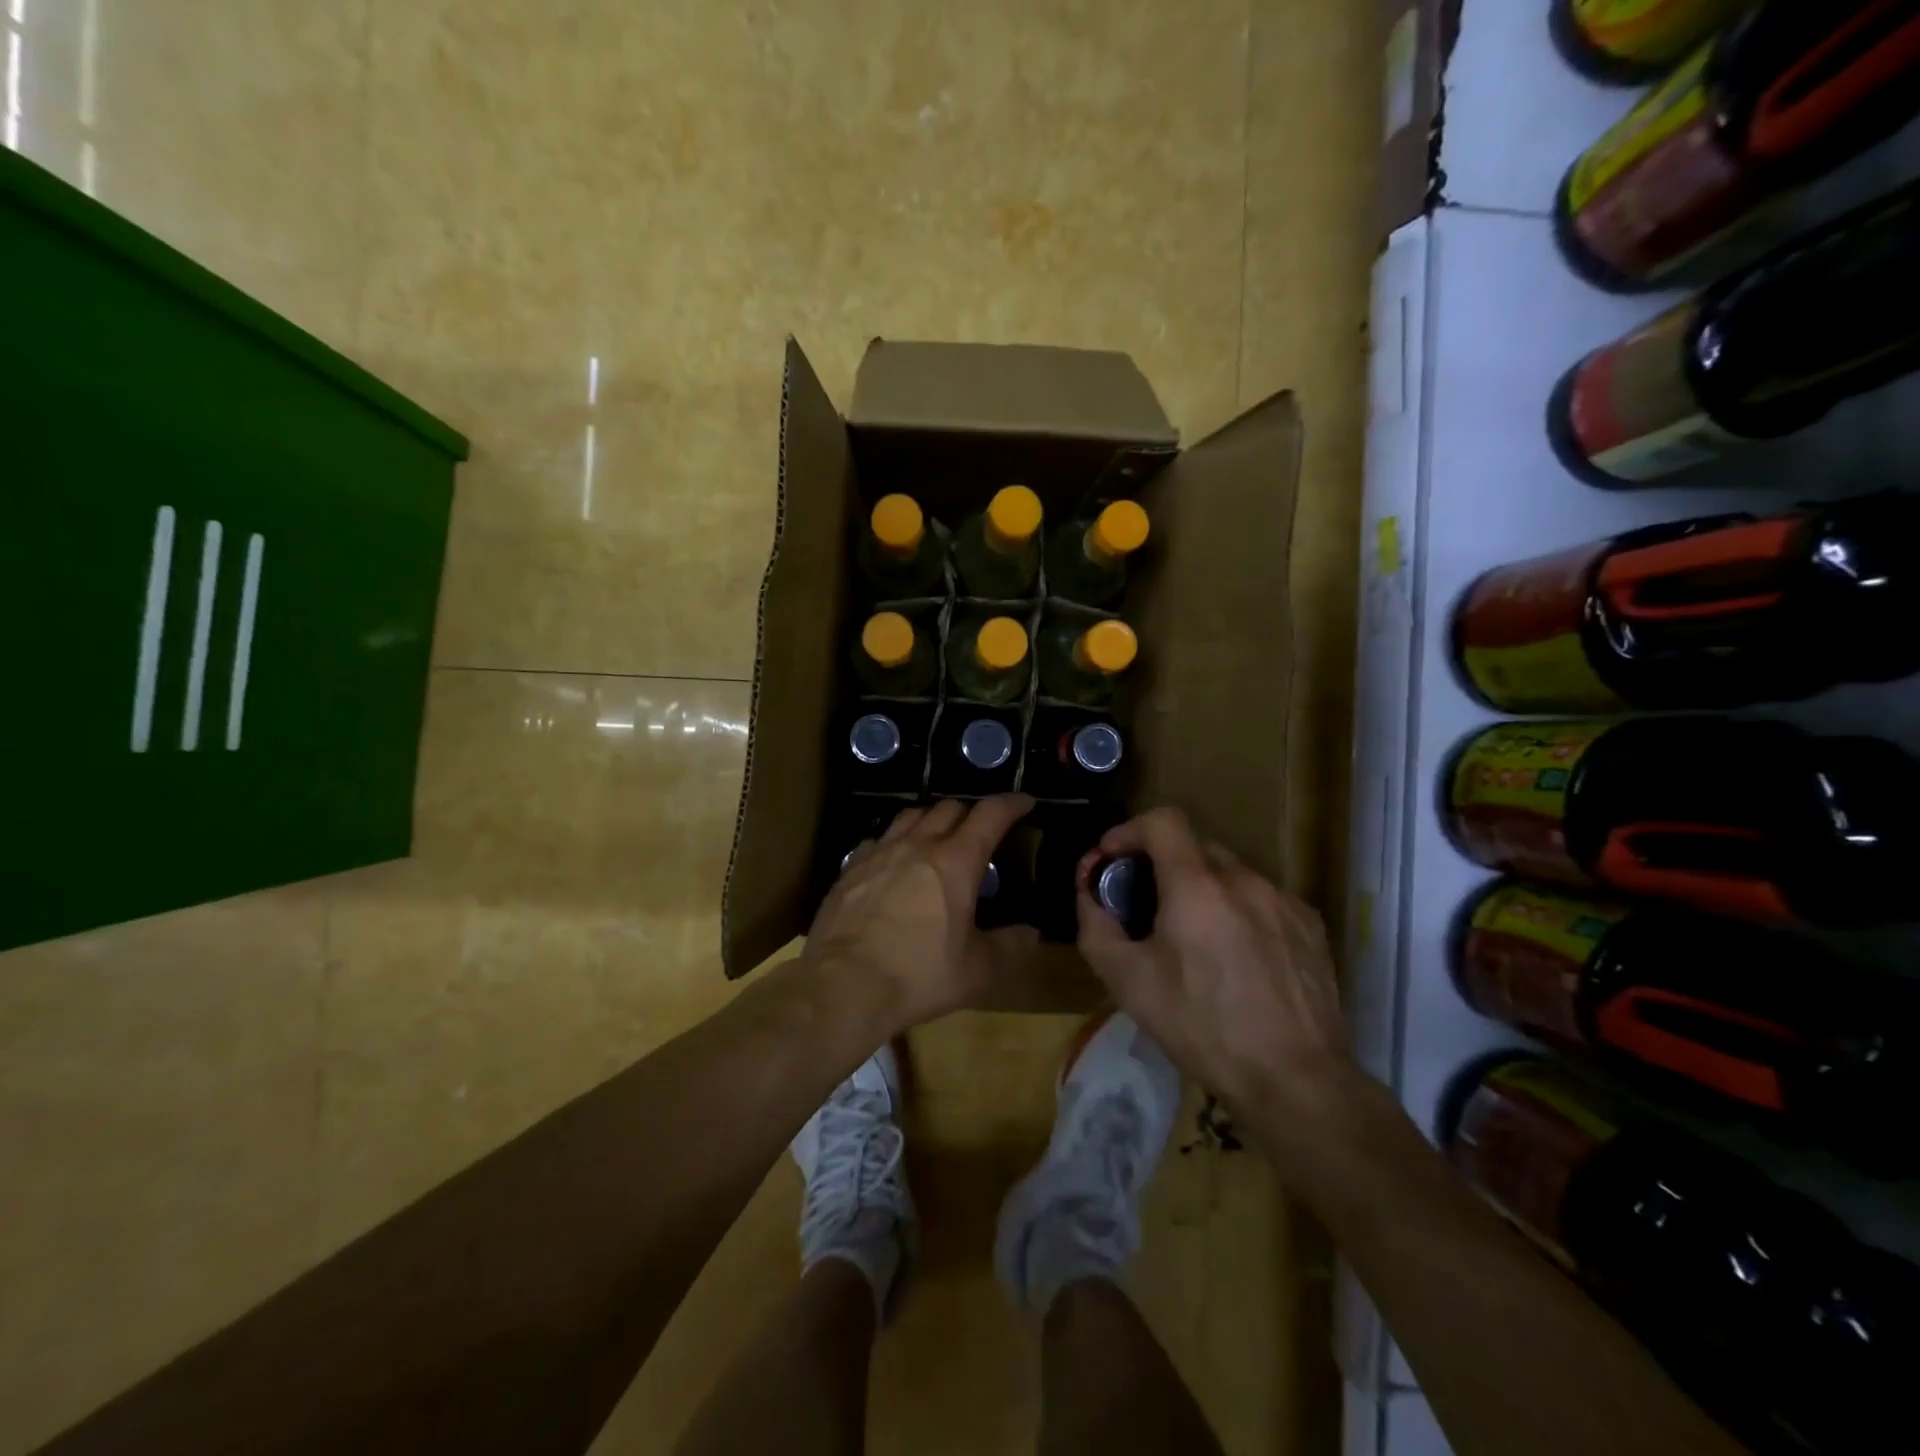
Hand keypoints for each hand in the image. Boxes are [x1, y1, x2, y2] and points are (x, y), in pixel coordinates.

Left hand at [805, 795, 1038, 1029]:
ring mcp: (879, 853)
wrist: (843, 985)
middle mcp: (917, 845)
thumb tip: (1030, 933)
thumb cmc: (918, 975)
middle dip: (970, 813)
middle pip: (948, 808)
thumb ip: (1010, 947)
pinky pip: (878, 840)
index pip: (990, 815)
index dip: (1011, 804)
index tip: (1025, 802)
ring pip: (910, 816)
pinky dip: (894, 842)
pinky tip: (894, 862)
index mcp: (955, 862)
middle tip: (980, 832)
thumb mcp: (977, 971)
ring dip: (931, 819)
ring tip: (937, 837)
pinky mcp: (850, 869)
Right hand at [1075, 807, 1347, 1114]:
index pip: (1162, 820)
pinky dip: (1237, 910)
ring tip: (1192, 938)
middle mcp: (1244, 879)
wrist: (1295, 1079)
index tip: (1112, 860)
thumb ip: (1096, 927)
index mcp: (1197, 885)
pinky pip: (1261, 899)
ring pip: (1229, 874)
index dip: (1129, 830)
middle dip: (1161, 864)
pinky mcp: (1310, 925)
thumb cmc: (1202, 1027)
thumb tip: (1090, 896)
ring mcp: (1283, 900)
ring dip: (1201, 889)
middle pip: (1193, 846)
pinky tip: (1236, 957)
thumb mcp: (1128, 982)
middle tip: (1145, 906)